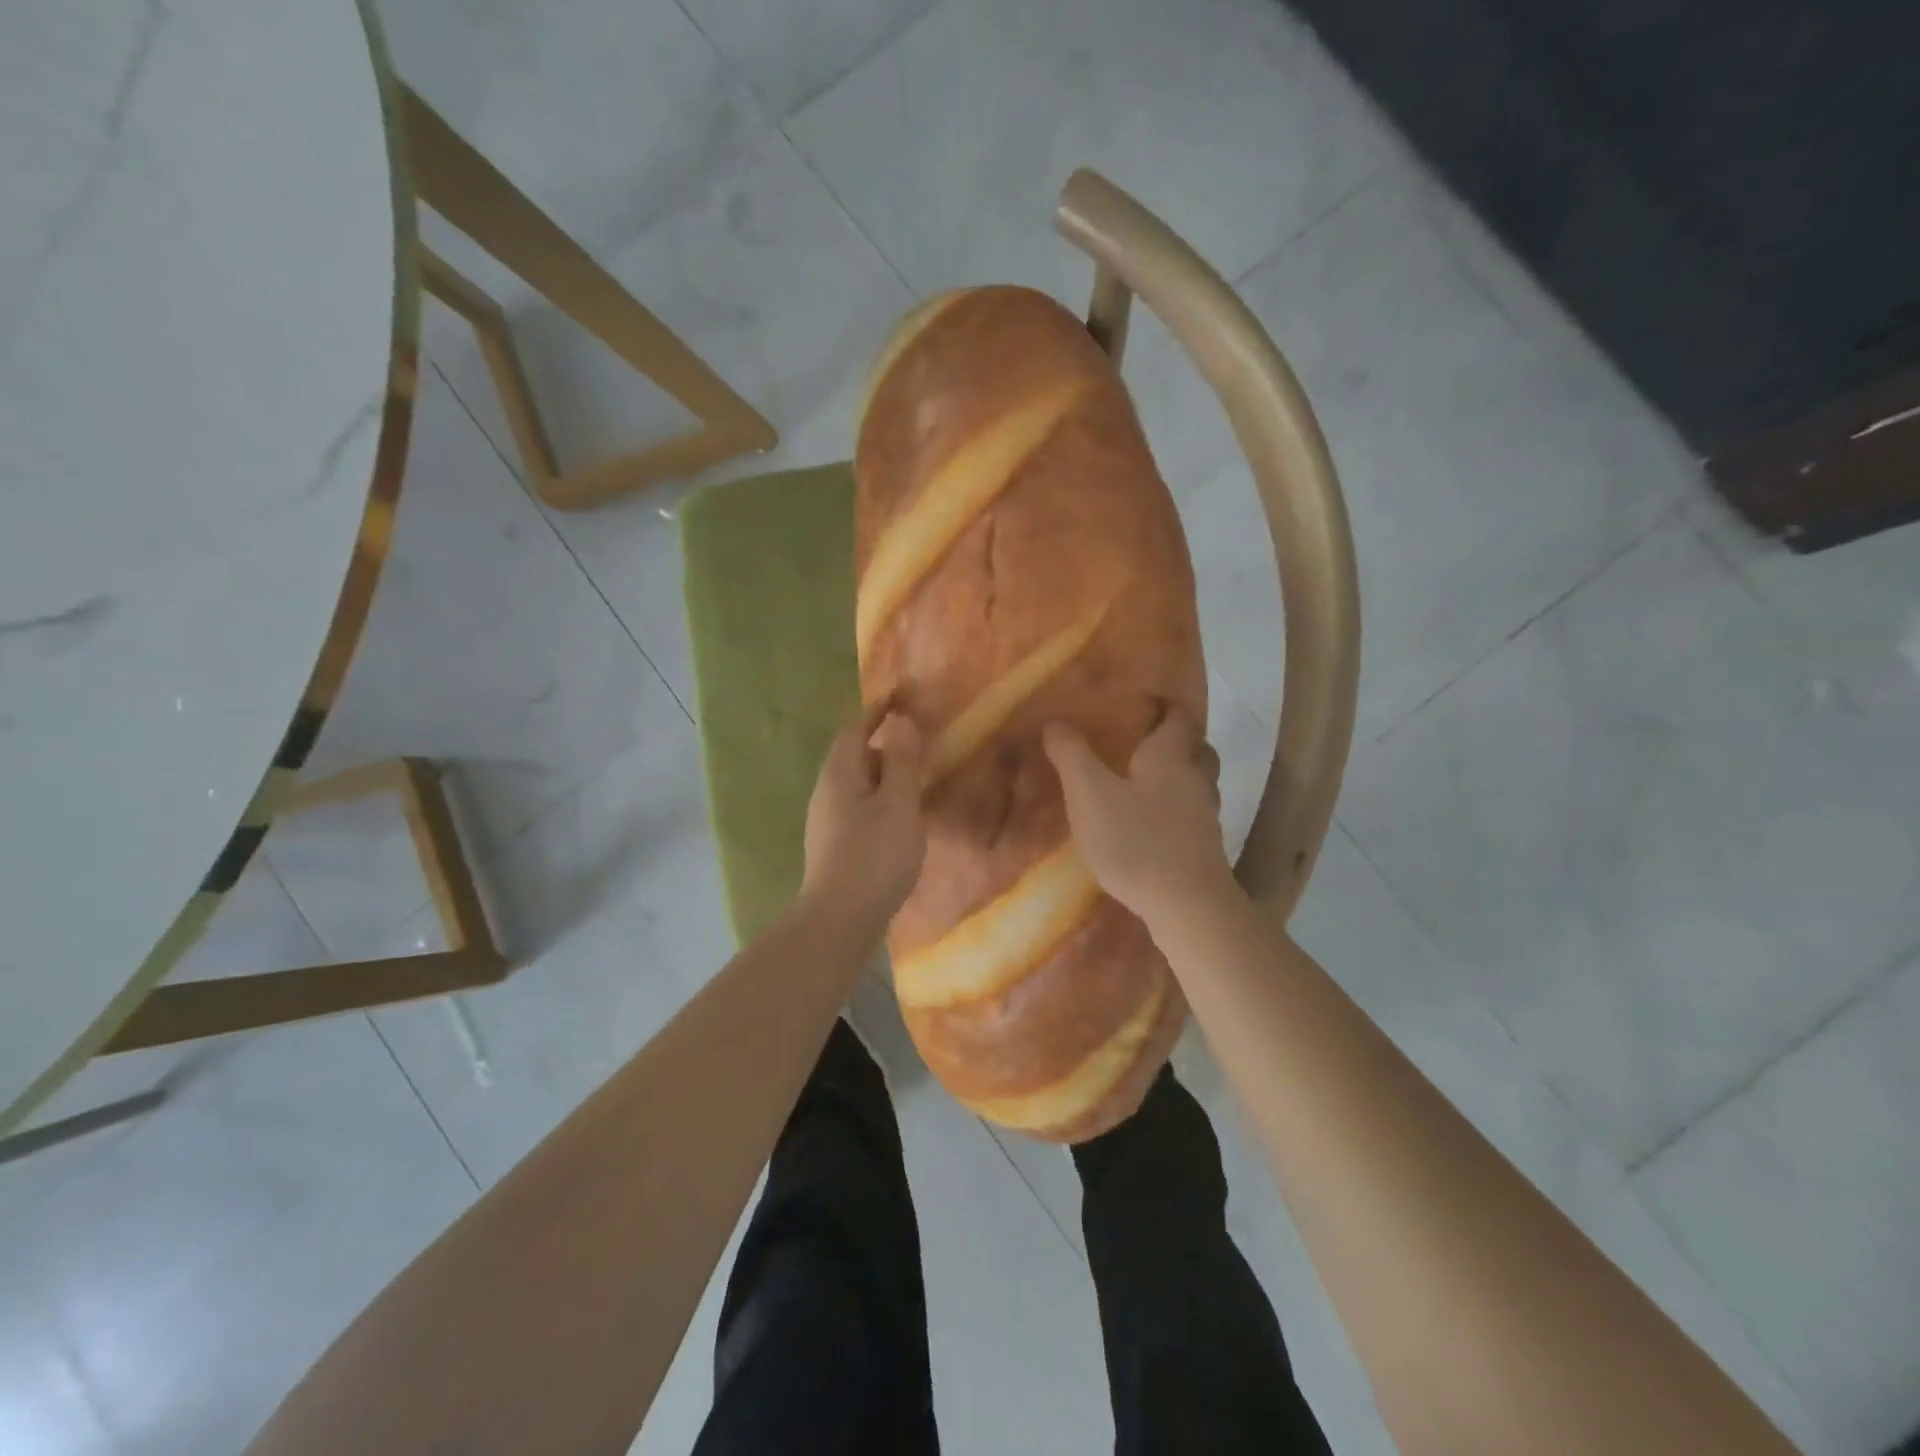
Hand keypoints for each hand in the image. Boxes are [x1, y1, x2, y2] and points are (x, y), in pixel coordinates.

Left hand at [801, 707, 925, 930]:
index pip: (855, 729)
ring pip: (859, 784)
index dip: (877, 711)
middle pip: (855, 755)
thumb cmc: (873, 856)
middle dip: (885, 744)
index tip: (901, 696)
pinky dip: (882, 800)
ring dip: (886, 775)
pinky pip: (861, 807)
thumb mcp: (898, 804)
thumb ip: (902, 761)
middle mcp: (827, 792)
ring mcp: (828, 821)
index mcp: (839, 774)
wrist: (840, 920)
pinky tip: (901, 818)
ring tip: (917, 779)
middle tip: (920, 743)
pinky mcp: (835, 845)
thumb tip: (900, 721)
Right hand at [1043, 708, 1235, 928]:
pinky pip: (1194, 816)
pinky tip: (1157, 825)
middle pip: (1198, 749)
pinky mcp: (1205, 849)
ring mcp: (1205, 816)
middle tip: (1149, 740)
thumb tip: (1055, 722)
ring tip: (1151, 782)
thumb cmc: (1137, 841)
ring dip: (1182, 776)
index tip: (1150, 701)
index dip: (1166, 706)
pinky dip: (1179, 811)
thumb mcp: (1089, 794)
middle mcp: (1195, 780)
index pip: (1177, 719)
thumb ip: (1071, 756)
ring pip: (1199, 783)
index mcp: (1170, 758)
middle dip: (1179, 741)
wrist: (1187, 906)